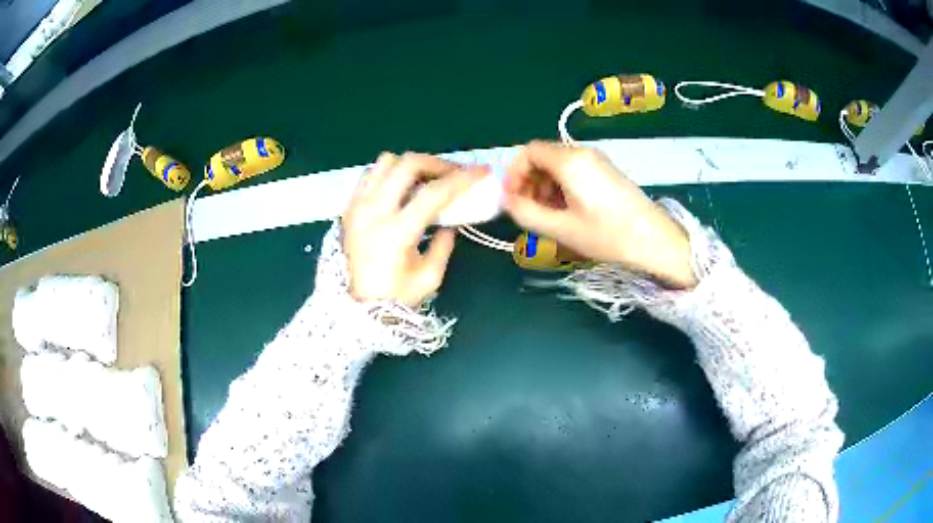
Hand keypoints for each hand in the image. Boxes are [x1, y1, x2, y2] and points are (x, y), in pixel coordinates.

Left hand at [343, 152, 486, 306]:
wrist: (354, 308)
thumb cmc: (394, 299)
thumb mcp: (429, 278)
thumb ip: (444, 244)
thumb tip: (450, 222)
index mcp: (396, 232)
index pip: (434, 192)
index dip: (462, 179)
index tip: (481, 171)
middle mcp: (373, 210)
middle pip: (408, 164)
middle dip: (438, 163)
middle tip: (453, 174)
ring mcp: (357, 205)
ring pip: (386, 162)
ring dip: (411, 166)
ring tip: (426, 180)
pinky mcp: (348, 207)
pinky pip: (370, 175)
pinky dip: (390, 173)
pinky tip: (401, 189)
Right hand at [503, 141, 697, 288]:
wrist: (654, 241)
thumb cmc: (607, 235)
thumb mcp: (561, 229)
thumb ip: (526, 213)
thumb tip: (507, 201)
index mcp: (569, 161)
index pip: (529, 151)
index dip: (514, 173)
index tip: (511, 198)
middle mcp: (583, 153)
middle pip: (543, 156)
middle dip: (529, 181)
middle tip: (527, 209)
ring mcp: (598, 161)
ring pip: (559, 165)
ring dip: (545, 186)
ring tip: (547, 215)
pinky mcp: (607, 172)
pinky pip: (575, 171)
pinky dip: (562, 187)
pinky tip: (567, 211)